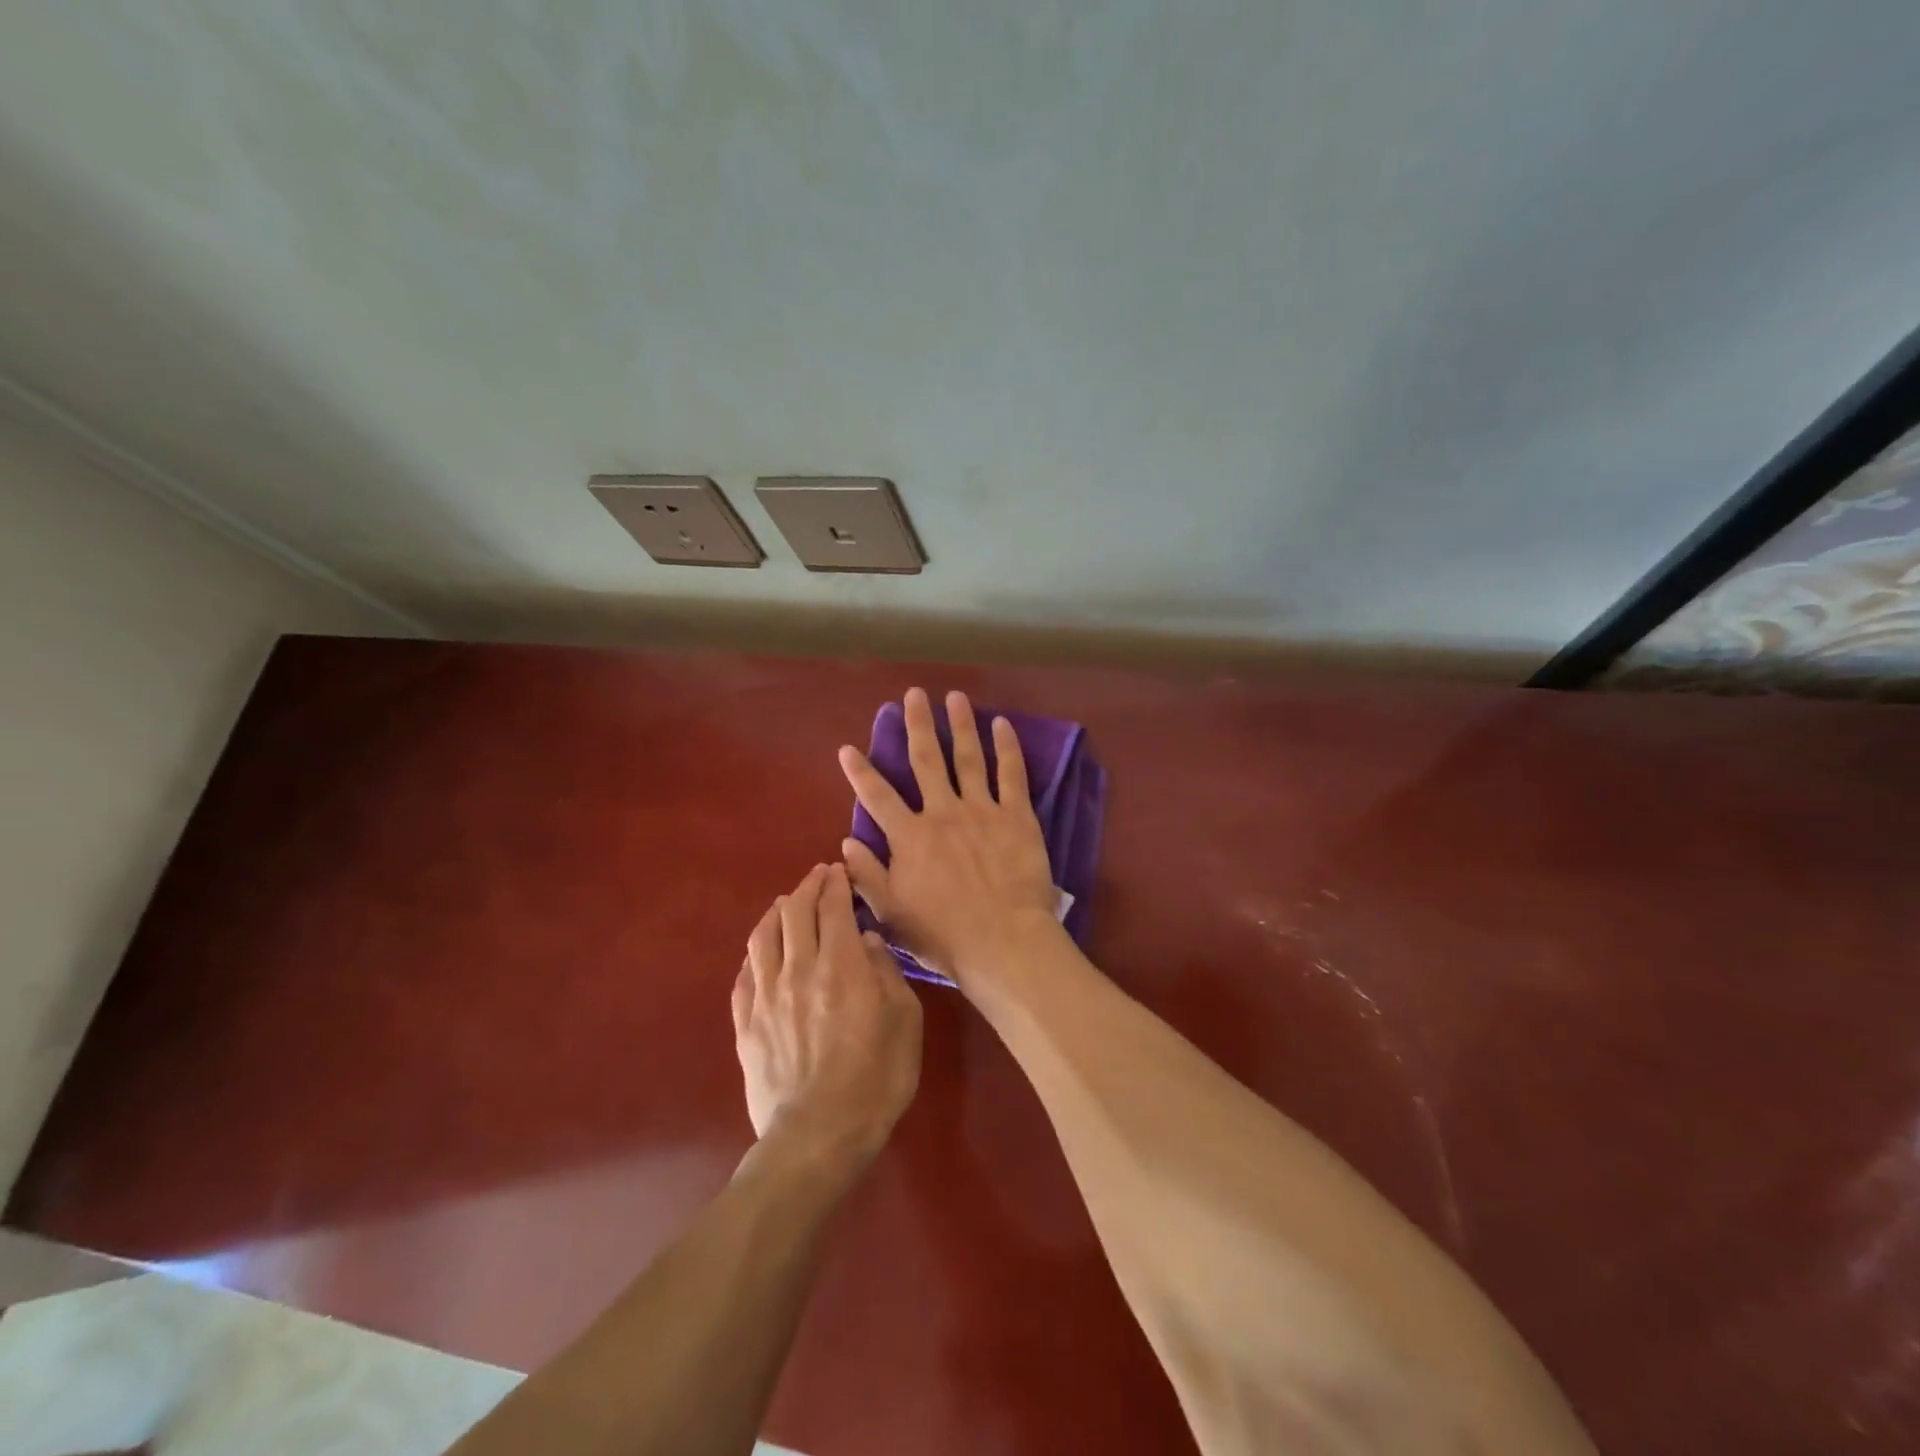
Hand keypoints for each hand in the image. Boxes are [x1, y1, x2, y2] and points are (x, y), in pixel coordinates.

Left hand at [733, 863, 922, 1159]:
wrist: (817, 1136)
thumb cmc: (875, 1078)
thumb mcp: (905, 1021)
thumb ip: (887, 973)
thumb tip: (868, 941)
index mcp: (840, 965)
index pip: (832, 907)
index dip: (835, 883)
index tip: (839, 871)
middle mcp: (797, 969)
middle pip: (794, 911)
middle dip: (807, 887)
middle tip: (819, 878)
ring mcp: (765, 996)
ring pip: (763, 936)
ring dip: (777, 911)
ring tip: (787, 904)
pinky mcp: (745, 1023)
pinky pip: (744, 973)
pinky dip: (756, 952)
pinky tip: (763, 951)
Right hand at [837, 687, 1059, 994]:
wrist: (1003, 941)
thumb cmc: (944, 934)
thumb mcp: (892, 912)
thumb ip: (868, 874)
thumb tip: (846, 843)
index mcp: (910, 836)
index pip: (877, 796)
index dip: (860, 771)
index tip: (848, 747)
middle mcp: (942, 812)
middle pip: (926, 760)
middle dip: (917, 724)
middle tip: (913, 694)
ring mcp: (981, 810)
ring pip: (967, 757)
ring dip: (960, 725)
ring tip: (954, 697)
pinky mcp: (1016, 815)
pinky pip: (1011, 774)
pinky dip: (1006, 747)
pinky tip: (1002, 724)